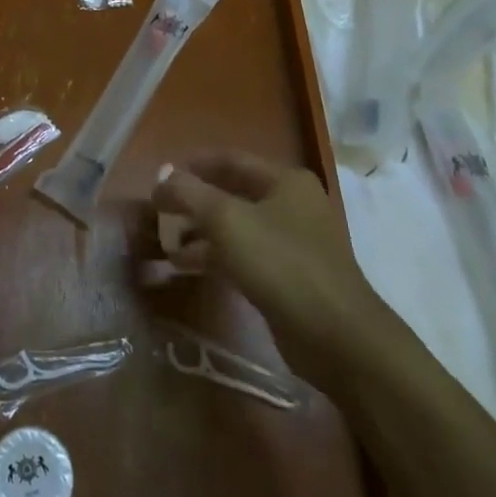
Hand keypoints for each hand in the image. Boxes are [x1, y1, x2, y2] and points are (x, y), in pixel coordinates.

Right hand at [153, 151, 391, 377]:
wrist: (336, 336)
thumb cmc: (281, 263)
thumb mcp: (226, 220)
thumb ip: (188, 193)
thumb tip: (162, 178)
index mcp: (285, 181)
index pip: (231, 160)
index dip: (193, 165)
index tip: (160, 178)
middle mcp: (292, 205)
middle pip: (232, 194)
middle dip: (193, 203)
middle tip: (158, 213)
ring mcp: (292, 243)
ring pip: (236, 228)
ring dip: (199, 233)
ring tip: (164, 243)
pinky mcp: (288, 277)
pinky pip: (243, 256)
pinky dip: (214, 257)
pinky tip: (185, 267)